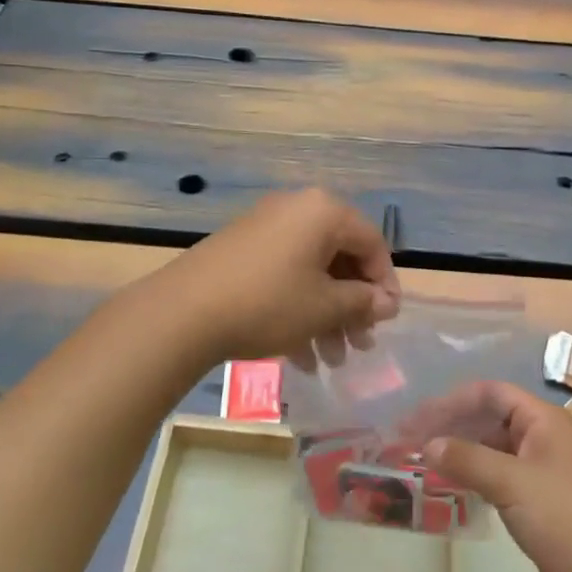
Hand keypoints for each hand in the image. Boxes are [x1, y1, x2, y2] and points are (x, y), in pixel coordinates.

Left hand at [154, 189, 400, 370]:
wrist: (183, 312)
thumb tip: (387, 302)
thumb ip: (362, 302)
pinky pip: (283, 275)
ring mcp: (265, 227)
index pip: (372, 242)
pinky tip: (300, 356)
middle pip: (340, 257)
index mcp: (323, 212)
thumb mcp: (324, 307)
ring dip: (326, 316)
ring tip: (330, 361)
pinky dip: (297, 309)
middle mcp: (296, 209)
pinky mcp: (242, 249)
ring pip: (311, 271)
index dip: (385, 284)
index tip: (387, 321)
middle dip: (352, 306)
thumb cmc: (269, 303)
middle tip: (360, 345)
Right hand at [420, 381, 571, 571]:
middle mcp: (542, 438)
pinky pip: (498, 477)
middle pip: (489, 419)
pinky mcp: (538, 502)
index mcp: (543, 420)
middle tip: (411, 441)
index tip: (418, 418)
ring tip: (422, 462)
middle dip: (451, 426)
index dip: (453, 401)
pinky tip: (449, 486)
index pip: (491, 393)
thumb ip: (467, 459)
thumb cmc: (563, 518)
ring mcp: (541, 471)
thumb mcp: (511, 482)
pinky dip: (472, 476)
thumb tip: (427, 445)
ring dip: (459, 452)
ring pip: (492, 449)